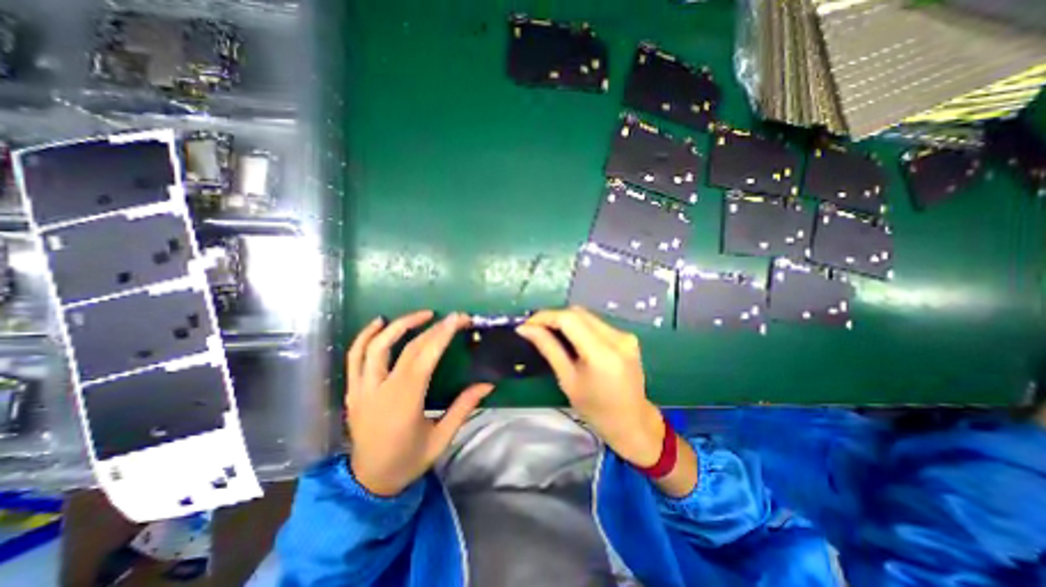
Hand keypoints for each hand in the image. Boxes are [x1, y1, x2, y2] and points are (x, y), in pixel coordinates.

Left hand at [343, 309, 493, 496]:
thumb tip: (488, 384)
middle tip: (451, 317)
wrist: (368, 483)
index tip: (460, 319)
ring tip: (422, 315)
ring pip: (375, 346)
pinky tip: (379, 323)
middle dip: (432, 328)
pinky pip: (354, 356)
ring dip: (399, 325)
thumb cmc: (408, 461)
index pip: (424, 357)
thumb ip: (464, 408)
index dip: (443, 334)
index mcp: (404, 402)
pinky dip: (365, 336)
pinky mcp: (353, 390)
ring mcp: (362, 389)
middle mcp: (379, 390)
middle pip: (406, 348)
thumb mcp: (441, 438)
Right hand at [518, 308, 664, 467]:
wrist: (633, 423)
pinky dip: (580, 326)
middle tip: (535, 329)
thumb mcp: (567, 380)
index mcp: (602, 353)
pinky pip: (597, 323)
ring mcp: (625, 335)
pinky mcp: (627, 336)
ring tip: (549, 333)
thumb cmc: (596, 409)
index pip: (569, 319)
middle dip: (554, 317)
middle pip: (578, 313)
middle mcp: (617, 338)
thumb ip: (548, 348)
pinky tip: (571, 338)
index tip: (527, 324)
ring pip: (587, 316)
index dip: (545, 317)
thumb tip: (526, 329)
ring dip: (566, 320)